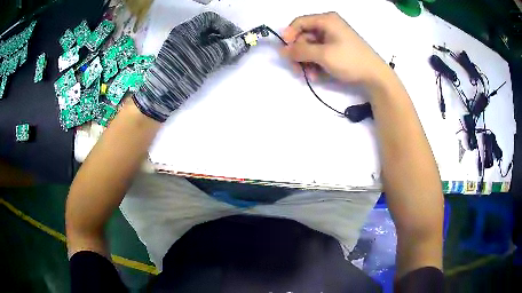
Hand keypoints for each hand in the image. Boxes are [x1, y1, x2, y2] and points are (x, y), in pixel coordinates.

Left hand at [133, 12, 246, 121]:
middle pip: (210, 30)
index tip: (238, 37)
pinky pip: (202, 51)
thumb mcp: (204, 59)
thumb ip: (224, 49)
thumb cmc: (181, 73)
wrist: (160, 95)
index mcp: (187, 30)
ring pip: (207, 42)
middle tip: (239, 48)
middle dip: (226, 37)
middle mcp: (185, 35)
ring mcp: (184, 48)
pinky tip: (223, 61)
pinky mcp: (184, 59)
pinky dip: (214, 54)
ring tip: (234, 57)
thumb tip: (243, 43)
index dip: (226, 26)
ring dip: (222, 47)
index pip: (210, 19)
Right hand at [280, 12, 391, 86]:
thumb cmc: (350, 60)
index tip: (285, 51)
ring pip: (310, 47)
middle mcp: (328, 26)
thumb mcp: (323, 55)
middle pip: (304, 36)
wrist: (375, 76)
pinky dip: (316, 64)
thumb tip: (282, 50)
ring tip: (309, 75)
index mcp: (326, 20)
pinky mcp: (336, 49)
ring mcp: (333, 38)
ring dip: (306, 61)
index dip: (289, 36)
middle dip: (299, 53)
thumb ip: (300, 51)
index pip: (299, 22)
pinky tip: (317, 75)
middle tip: (297, 69)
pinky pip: (319, 53)